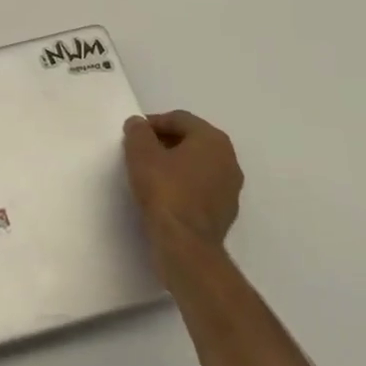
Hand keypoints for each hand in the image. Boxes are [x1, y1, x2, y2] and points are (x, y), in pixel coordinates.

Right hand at [122, 111, 242, 259]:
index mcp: (213, 139)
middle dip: (165, 142)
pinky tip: (165, 196)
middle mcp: (229, 160)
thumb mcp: (141, 153)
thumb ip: (138, 131)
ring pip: (198, 166)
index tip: (134, 134)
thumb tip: (139, 124)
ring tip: (150, 174)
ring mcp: (231, 188)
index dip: (153, 123)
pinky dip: (184, 186)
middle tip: (140, 151)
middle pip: (191, 140)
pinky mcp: (225, 213)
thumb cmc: (165, 190)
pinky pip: (201, 188)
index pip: (180, 119)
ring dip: (176, 165)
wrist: (186, 245)